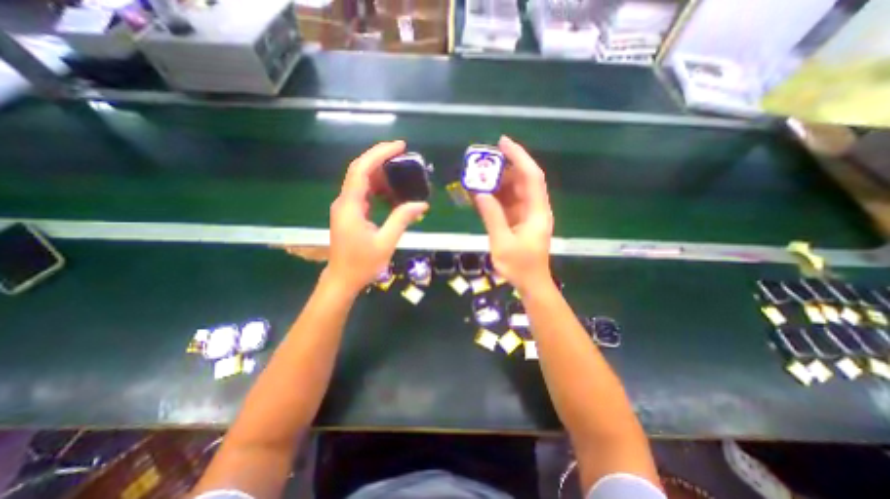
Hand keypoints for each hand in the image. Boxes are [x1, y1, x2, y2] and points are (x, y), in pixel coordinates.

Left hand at [326, 140, 427, 292]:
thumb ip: (402, 220)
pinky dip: (378, 188)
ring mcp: (346, 207)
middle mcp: (344, 202)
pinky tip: (392, 193)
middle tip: (404, 156)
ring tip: (401, 173)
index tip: (399, 146)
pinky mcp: (350, 213)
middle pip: (359, 170)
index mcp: (350, 206)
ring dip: (380, 174)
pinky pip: (363, 193)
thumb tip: (421, 205)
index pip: (361, 170)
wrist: (342, 279)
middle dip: (380, 159)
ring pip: (361, 181)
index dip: (379, 154)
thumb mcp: (385, 242)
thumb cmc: (362, 264)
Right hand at [476, 135, 554, 292]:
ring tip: (479, 178)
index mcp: (537, 212)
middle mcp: (535, 209)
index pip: (531, 176)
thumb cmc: (520, 266)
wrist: (531, 283)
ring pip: (515, 191)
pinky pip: (508, 203)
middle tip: (483, 163)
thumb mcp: (502, 242)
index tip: (503, 143)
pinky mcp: (520, 221)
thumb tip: (480, 193)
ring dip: (498, 183)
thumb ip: (492, 216)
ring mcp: (528, 214)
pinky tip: (482, 195)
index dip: (519, 157)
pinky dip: (496, 197)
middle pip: (523, 180)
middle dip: (504, 168)